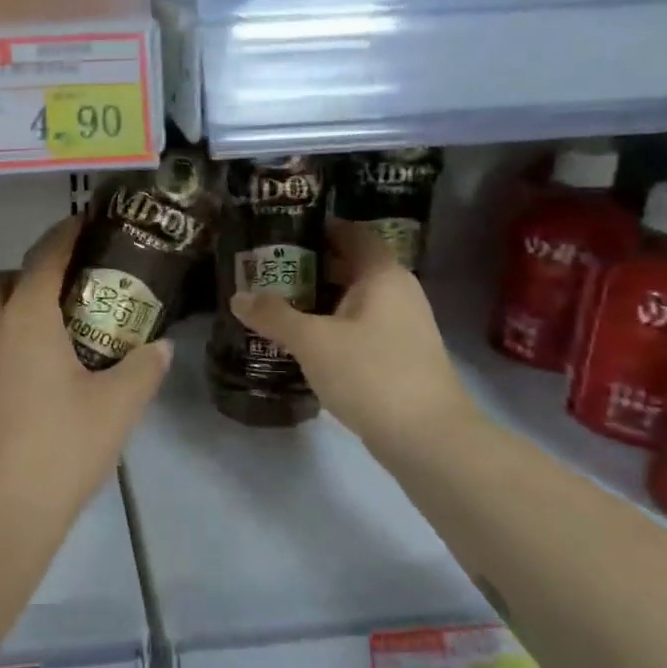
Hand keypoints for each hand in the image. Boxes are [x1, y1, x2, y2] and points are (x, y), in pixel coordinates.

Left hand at [0, 216, 172, 546]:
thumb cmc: (61, 450)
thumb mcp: (117, 409)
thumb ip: (142, 370)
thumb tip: (160, 347)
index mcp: (26, 320)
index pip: (44, 258)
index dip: (64, 234)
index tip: (80, 223)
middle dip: (22, 274)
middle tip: (54, 296)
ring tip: (25, 336)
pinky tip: (3, 388)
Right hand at [229, 219, 469, 456]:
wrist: (428, 439)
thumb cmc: (371, 373)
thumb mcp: (312, 341)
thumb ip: (273, 315)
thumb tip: (238, 297)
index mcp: (382, 275)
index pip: (351, 233)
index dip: (319, 228)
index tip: (281, 232)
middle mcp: (398, 292)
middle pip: (351, 266)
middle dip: (311, 267)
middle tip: (268, 270)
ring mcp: (405, 326)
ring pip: (356, 300)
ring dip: (320, 300)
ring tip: (279, 304)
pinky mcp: (402, 356)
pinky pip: (362, 327)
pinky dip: (334, 326)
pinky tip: (306, 341)